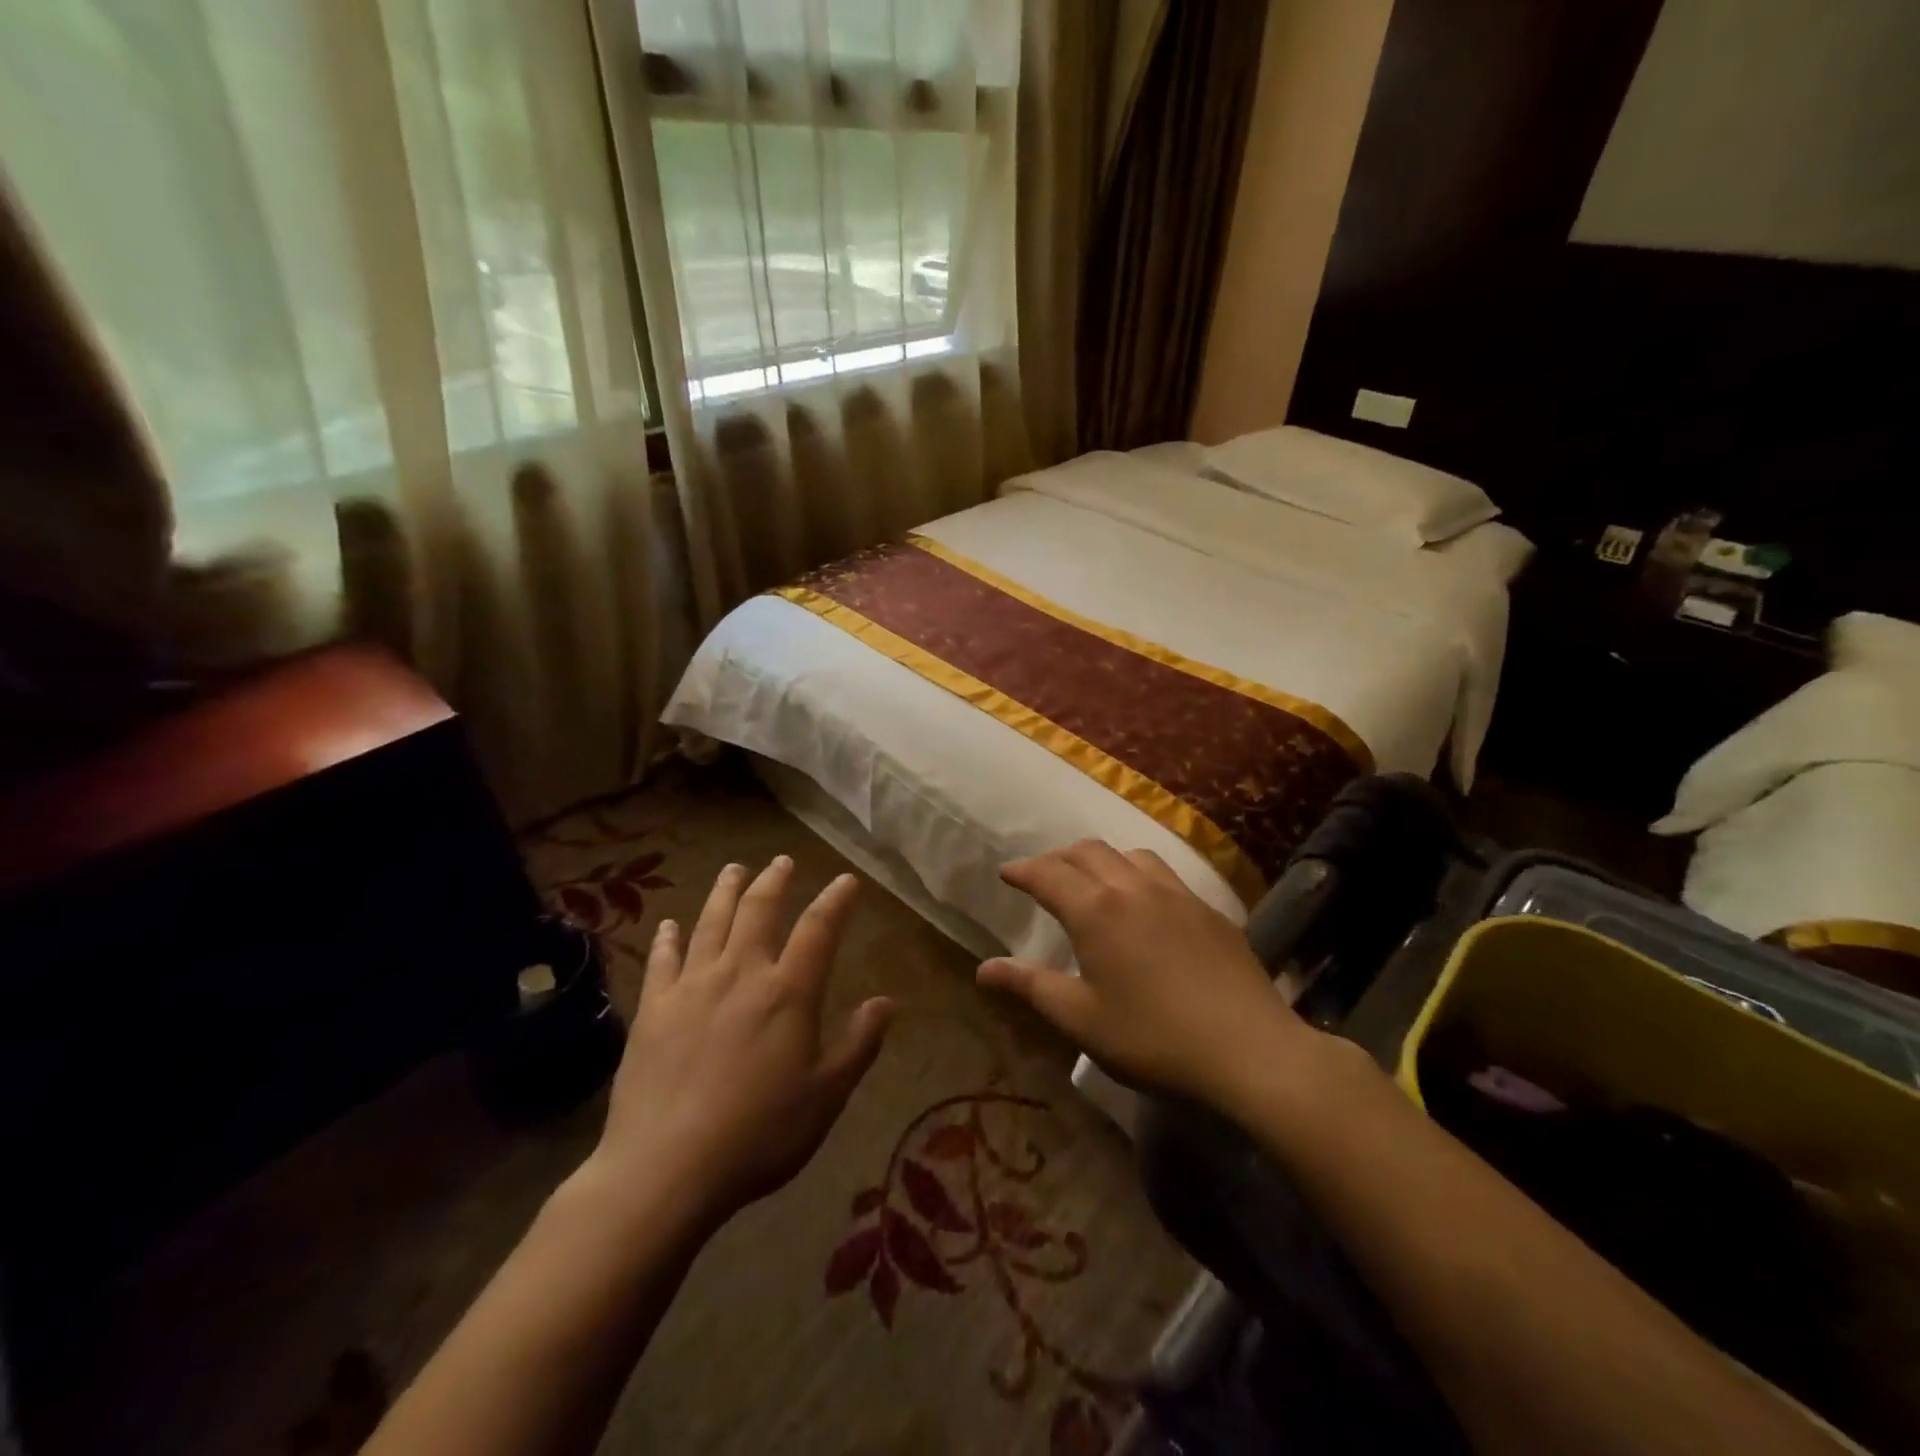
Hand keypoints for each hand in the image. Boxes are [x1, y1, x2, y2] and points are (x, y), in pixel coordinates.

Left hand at [586, 858, 893, 1230]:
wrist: (666, 1169)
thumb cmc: (759, 1134)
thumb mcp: (826, 1095)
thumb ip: (859, 1044)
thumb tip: (886, 1002)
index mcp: (788, 992)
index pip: (819, 929)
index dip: (835, 900)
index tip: (846, 880)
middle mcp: (741, 974)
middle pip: (759, 911)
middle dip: (774, 881)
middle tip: (782, 861)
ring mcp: (692, 987)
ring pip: (711, 923)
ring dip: (725, 892)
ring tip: (734, 870)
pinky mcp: (653, 1009)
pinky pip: (662, 960)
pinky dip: (668, 938)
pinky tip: (670, 925)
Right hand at [977, 841, 1308, 1106]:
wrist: (1249, 1050)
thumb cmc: (1152, 1038)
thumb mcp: (1081, 1019)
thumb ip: (1031, 986)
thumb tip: (983, 969)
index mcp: (1095, 910)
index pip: (1047, 874)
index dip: (1022, 870)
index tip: (1006, 873)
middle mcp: (1132, 888)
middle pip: (1087, 852)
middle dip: (1058, 857)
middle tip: (1042, 874)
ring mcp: (1175, 894)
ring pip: (1129, 854)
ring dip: (1101, 859)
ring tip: (1092, 879)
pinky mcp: (1207, 909)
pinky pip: (1164, 872)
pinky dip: (1137, 872)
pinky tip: (1145, 901)